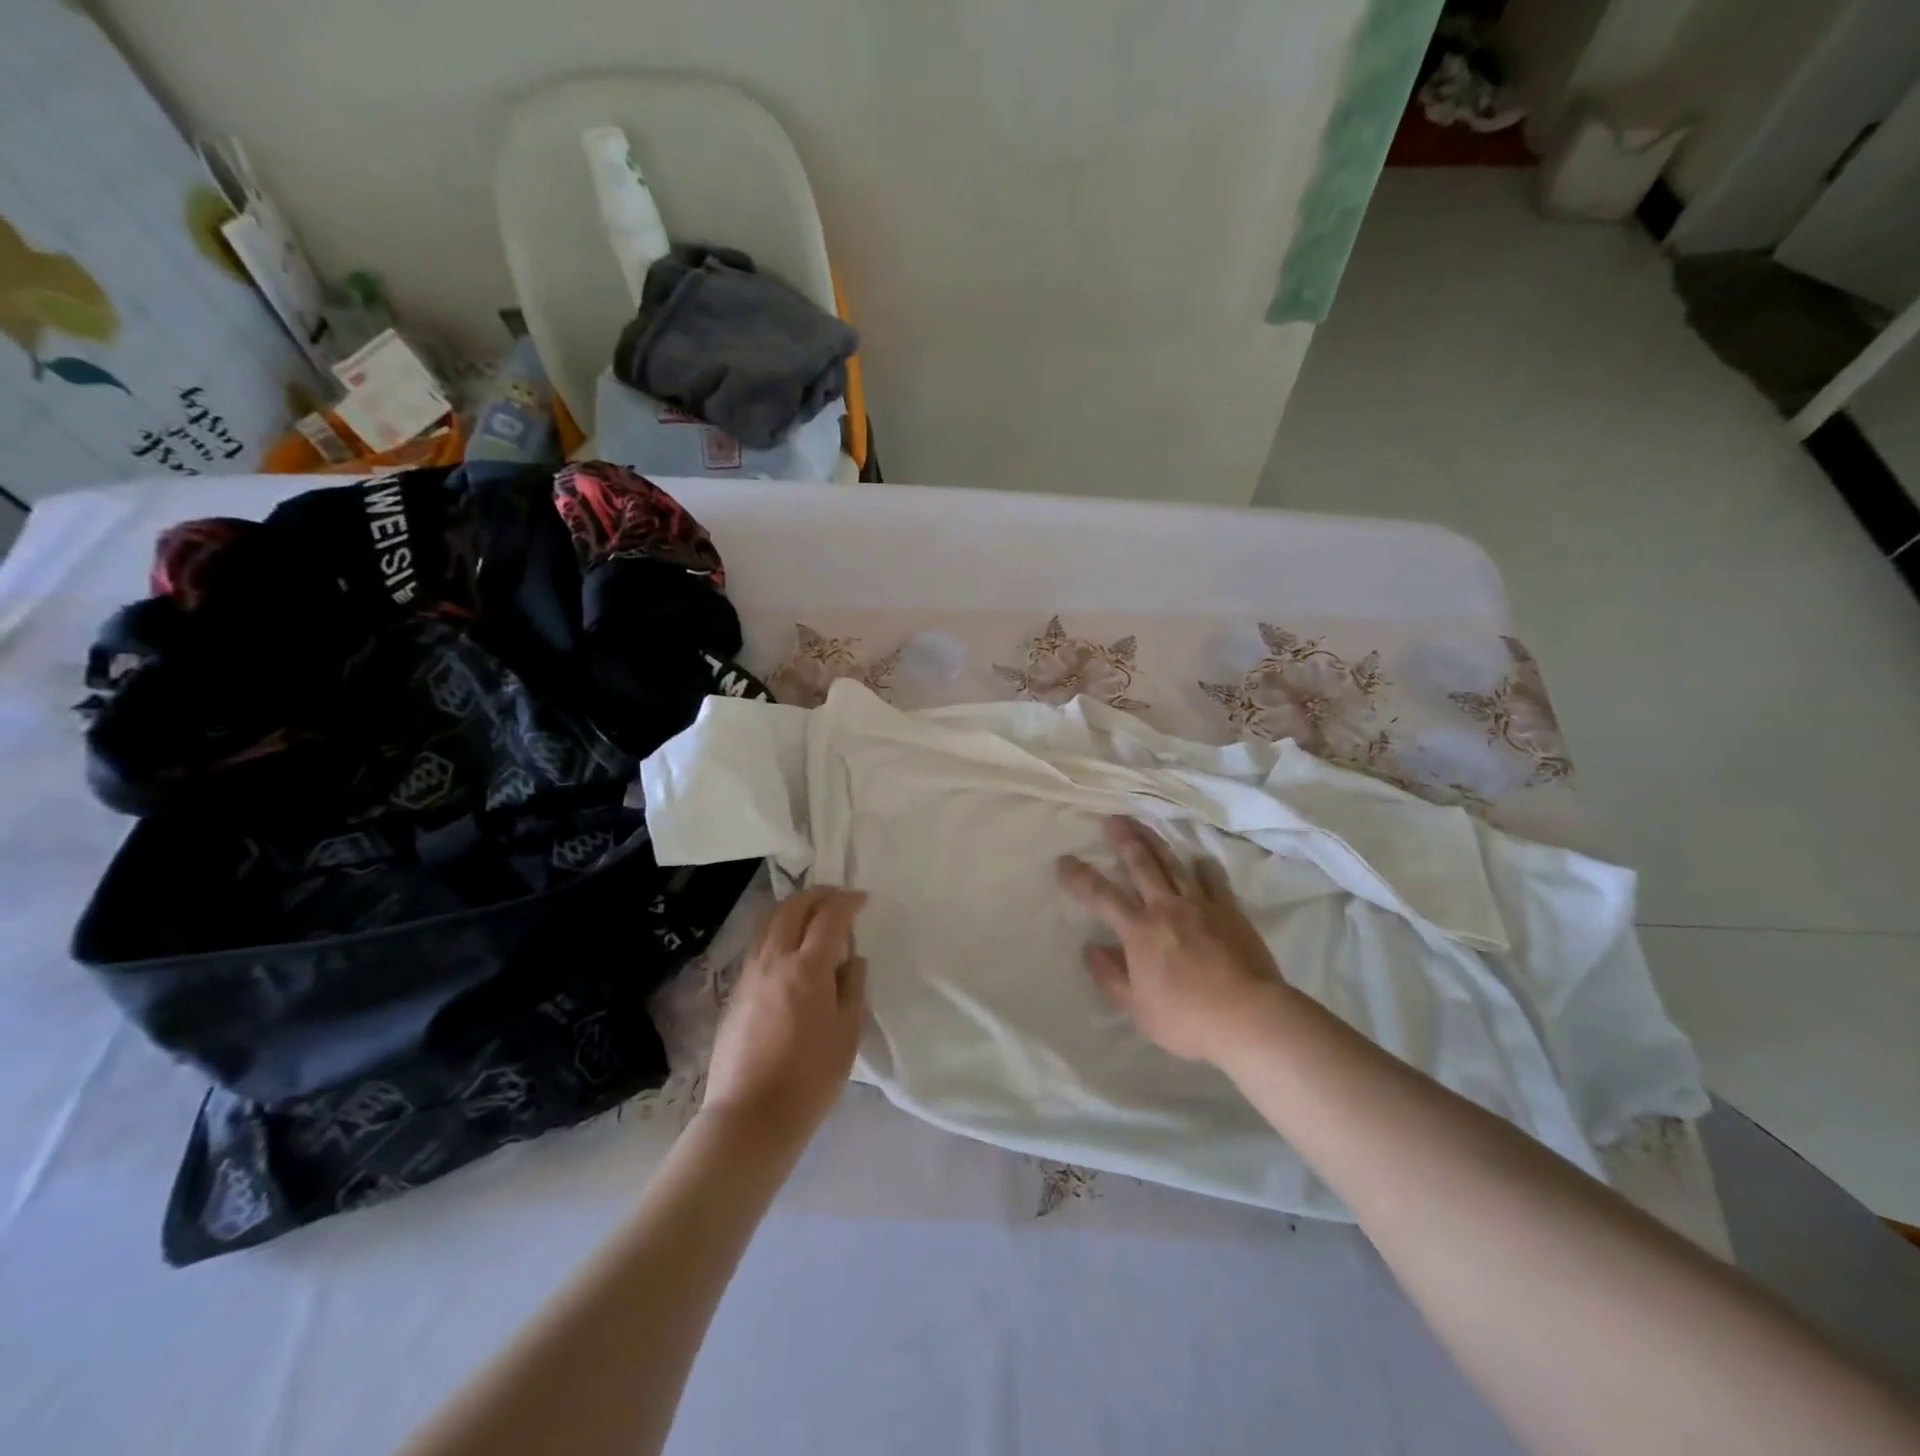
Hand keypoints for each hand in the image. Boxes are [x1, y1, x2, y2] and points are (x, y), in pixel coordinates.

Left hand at [701, 887, 867, 1146]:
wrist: (751, 1116)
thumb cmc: (810, 1078)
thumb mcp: (848, 1033)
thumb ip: (852, 988)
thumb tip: (852, 959)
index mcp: (807, 968)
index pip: (829, 917)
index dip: (847, 902)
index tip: (863, 900)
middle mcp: (774, 960)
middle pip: (792, 909)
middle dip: (817, 895)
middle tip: (838, 898)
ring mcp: (749, 974)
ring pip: (768, 922)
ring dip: (793, 908)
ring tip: (812, 913)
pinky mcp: (735, 992)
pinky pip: (758, 944)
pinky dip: (777, 930)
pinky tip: (789, 947)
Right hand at [1057, 818, 1292, 1065]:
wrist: (1250, 1016)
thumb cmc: (1188, 1019)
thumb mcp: (1138, 1009)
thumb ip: (1111, 977)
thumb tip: (1091, 948)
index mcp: (1139, 931)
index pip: (1101, 895)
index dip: (1079, 877)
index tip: (1064, 860)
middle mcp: (1166, 908)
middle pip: (1140, 864)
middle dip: (1123, 840)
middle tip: (1111, 819)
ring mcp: (1200, 905)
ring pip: (1173, 863)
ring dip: (1155, 841)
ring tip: (1143, 824)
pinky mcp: (1230, 910)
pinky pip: (1213, 878)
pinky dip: (1202, 866)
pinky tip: (1198, 859)